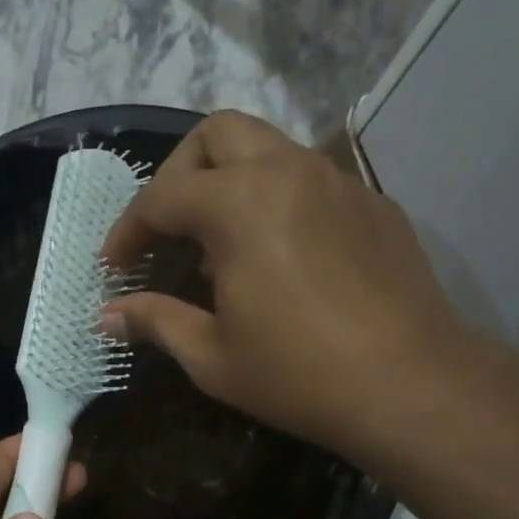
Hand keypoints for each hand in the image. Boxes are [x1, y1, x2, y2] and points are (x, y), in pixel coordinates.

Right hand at [102, 110, 485, 465]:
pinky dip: (279, 201)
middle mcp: (289, 171)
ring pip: (270, 149)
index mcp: (240, 204)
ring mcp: (339, 183)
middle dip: (178, 173)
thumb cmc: (298, 375)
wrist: (410, 385)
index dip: (128, 229)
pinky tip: (282, 257)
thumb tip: (108, 316)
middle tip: (165, 228)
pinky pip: (312, 182)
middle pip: (217, 134)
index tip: (114, 265)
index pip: (162, 196)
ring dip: (231, 182)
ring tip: (220, 246)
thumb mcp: (211, 356)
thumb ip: (156, 321)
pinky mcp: (375, 205)